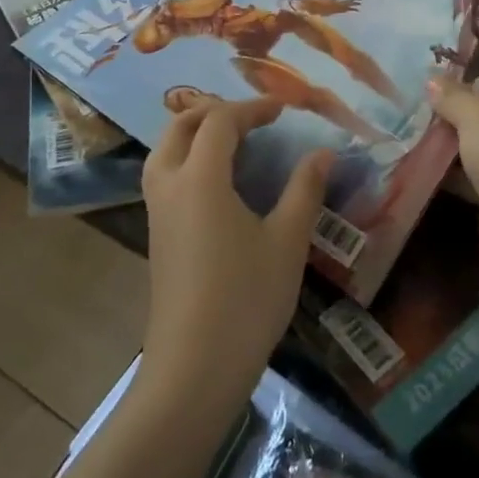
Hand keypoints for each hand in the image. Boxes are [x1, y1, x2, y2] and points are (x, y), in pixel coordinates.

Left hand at [141, 98, 333, 405]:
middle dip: (215, 111)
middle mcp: (170, 184)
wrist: (193, 369)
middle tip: (252, 117)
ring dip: (194, 132)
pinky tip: (215, 181)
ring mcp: (157, 211)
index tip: (283, 109)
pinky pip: (164, 174)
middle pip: (181, 126)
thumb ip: (304, 190)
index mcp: (201, 178)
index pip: (220, 121)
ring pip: (165, 149)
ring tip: (231, 140)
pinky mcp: (156, 234)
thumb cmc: (245, 299)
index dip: (252, 108)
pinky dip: (186, 157)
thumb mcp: (286, 242)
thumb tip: (323, 153)